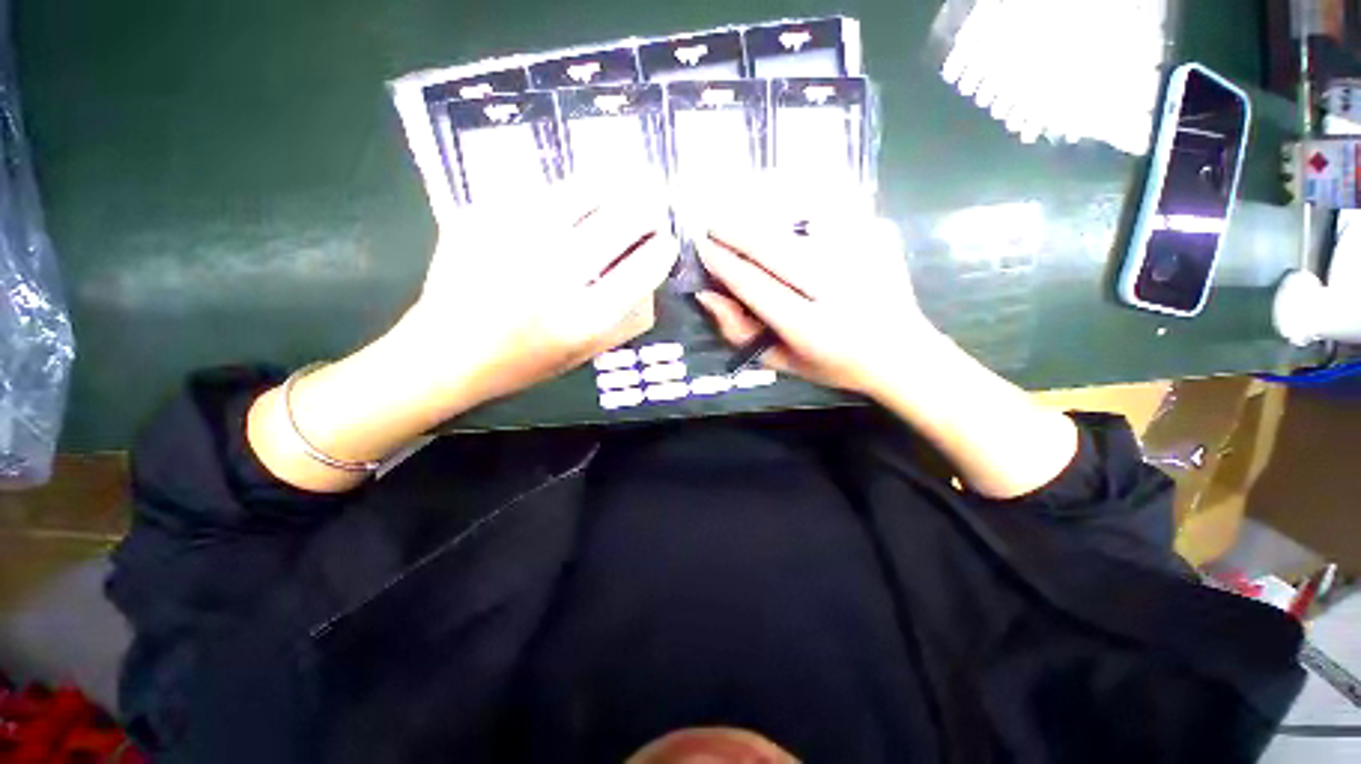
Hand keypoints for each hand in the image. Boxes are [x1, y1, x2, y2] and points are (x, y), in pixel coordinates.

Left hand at [247, 189, 676, 493]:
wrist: (447, 354)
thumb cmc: (524, 363)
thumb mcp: (584, 354)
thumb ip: (623, 320)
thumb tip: (649, 274)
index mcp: (584, 320)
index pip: (642, 271)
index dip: (662, 249)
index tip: (668, 240)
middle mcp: (555, 278)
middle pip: (618, 223)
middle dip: (646, 207)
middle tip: (653, 200)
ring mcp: (516, 243)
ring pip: (578, 194)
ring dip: (610, 185)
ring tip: (621, 181)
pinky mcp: (482, 220)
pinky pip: (537, 192)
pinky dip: (565, 190)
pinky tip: (575, 193)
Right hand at [694, 211, 941, 399]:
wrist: (902, 353)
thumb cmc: (833, 364)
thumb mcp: (781, 361)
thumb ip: (740, 332)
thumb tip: (707, 294)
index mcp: (811, 328)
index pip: (755, 286)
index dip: (724, 264)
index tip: (702, 247)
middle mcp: (836, 290)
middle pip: (774, 249)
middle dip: (736, 231)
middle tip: (712, 222)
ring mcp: (861, 258)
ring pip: (798, 228)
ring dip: (761, 219)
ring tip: (738, 216)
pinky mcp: (878, 237)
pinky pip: (829, 215)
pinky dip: (799, 213)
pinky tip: (785, 218)